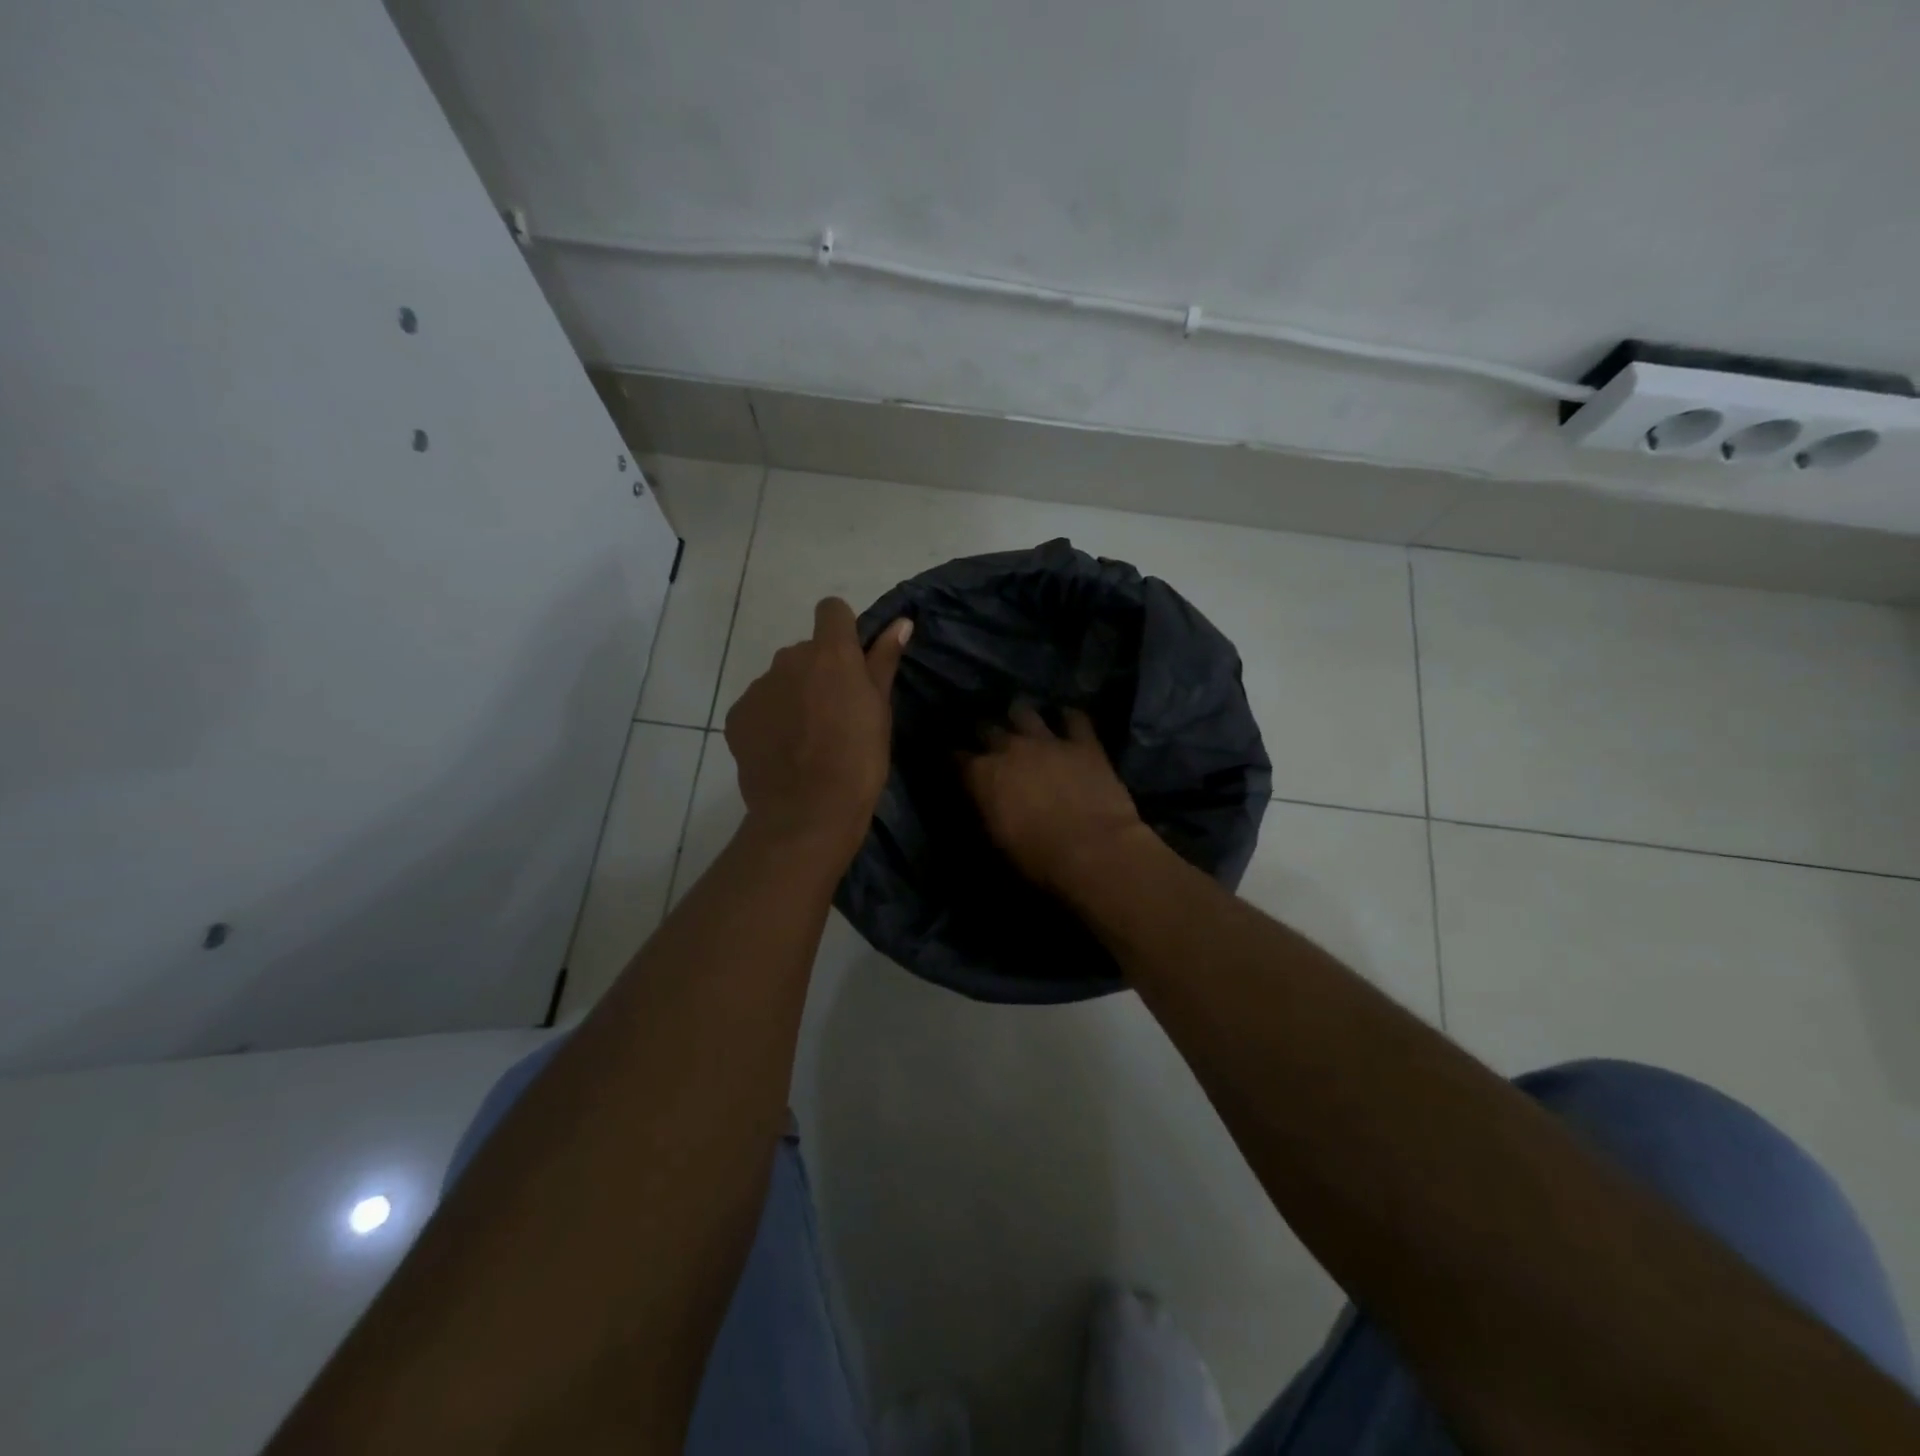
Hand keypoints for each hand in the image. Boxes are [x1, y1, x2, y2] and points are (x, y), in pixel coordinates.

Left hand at [726, 597, 911, 866]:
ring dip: (794, 696)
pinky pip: (759, 706)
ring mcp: (758, 687)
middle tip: (835, 714)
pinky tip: (783, 752)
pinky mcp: (738, 716)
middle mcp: (789, 659)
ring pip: (781, 680)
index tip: (852, 660)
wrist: (808, 812)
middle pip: (806, 651)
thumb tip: (901, 622)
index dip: (842, 629)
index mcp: (830, 653)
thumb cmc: (858, 760)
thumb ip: (884, 661)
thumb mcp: (880, 710)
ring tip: (808, 739)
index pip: (832, 610)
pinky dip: (770, 720)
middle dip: (818, 672)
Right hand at [959, 706, 1148, 893]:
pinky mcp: (1083, 742)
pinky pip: (1074, 718)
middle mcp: (1009, 748)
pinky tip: (1067, 722)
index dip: (957, 761)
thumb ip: (986, 810)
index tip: (959, 767)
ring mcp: (1047, 740)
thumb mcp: (997, 839)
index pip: (957, 758)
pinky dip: (1068, 719)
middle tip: (991, 746)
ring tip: (1023, 725)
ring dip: (1020, 718)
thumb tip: (982, 801)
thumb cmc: (1038, 858)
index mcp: (983, 774)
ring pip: (1024, 712)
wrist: (1094, 851)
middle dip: (986, 735)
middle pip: (988, 728)